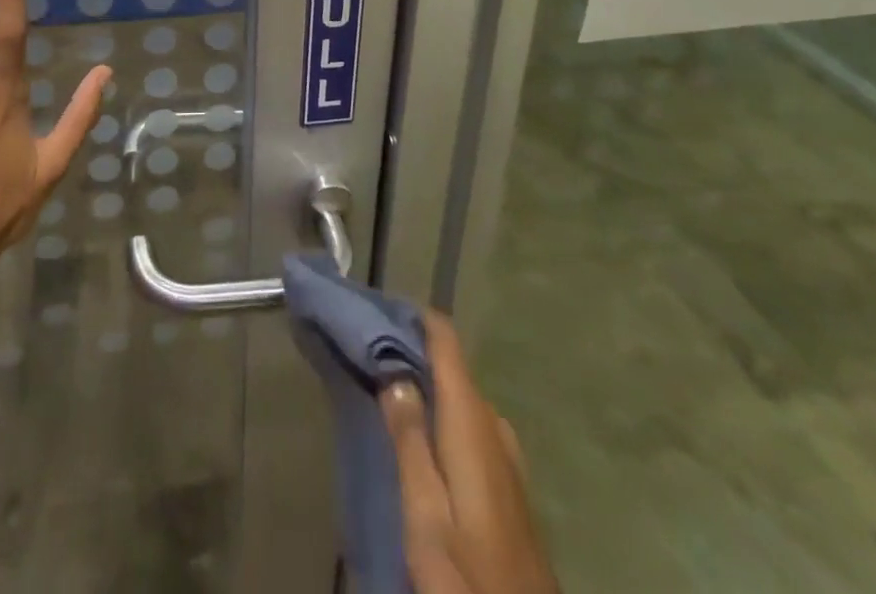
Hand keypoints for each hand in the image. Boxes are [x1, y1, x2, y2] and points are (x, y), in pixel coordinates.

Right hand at [381, 312, 557, 593]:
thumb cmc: (468, 575)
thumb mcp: (425, 514)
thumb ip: (408, 440)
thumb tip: (393, 372)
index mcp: (472, 422)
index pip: (446, 341)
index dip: (415, 317)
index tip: (378, 309)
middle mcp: (494, 425)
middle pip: (452, 367)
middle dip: (412, 351)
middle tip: (367, 350)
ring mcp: (507, 455)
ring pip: (460, 397)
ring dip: (426, 384)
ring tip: (385, 385)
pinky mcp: (508, 483)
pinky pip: (470, 423)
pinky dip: (442, 411)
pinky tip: (421, 431)